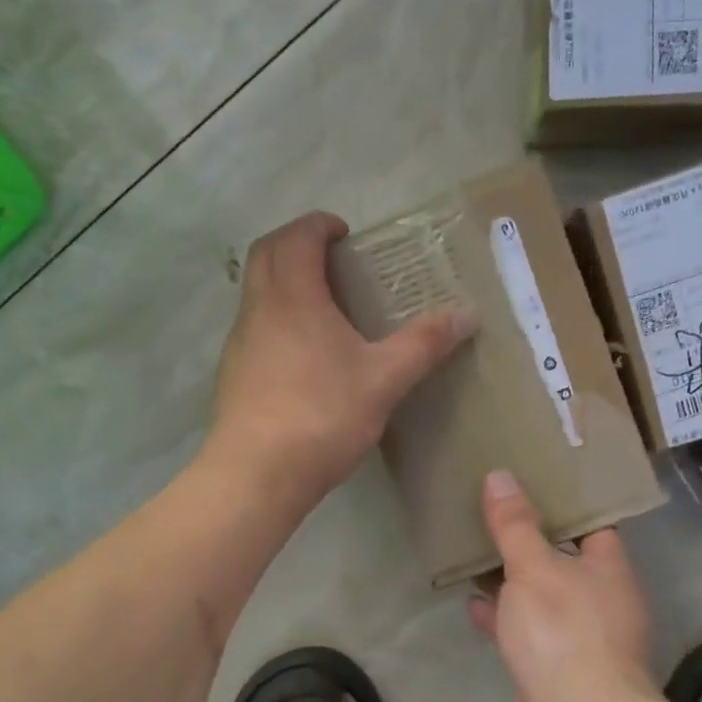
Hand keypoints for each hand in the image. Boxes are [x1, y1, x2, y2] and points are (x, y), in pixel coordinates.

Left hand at [208, 212, 473, 506]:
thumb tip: (467, 315)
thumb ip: (424, 344)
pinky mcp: (234, 375)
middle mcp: (258, 309)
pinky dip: (278, 320)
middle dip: (297, 245)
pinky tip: (305, 357)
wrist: (256, 475)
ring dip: (285, 284)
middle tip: (334, 262)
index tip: (344, 234)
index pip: (296, 237)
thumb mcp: (384, 380)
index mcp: (292, 296)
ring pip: (257, 293)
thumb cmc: (322, 416)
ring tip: (327, 309)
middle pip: (266, 255)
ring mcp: (240, 343)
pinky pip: (255, 328)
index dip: (318, 225)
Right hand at [467, 470, 658, 701]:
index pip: (593, 525)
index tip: (532, 482)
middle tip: (493, 513)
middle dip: (530, 542)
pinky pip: (525, 633)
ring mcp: (578, 640)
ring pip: (541, 598)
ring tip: (475, 553)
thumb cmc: (563, 631)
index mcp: (609, 570)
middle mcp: (601, 602)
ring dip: (512, 582)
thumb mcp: (534, 568)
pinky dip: (502, 619)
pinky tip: (473, 606)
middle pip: (563, 561)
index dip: (565, 504)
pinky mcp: (554, 670)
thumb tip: (500, 476)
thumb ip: (515, 525)